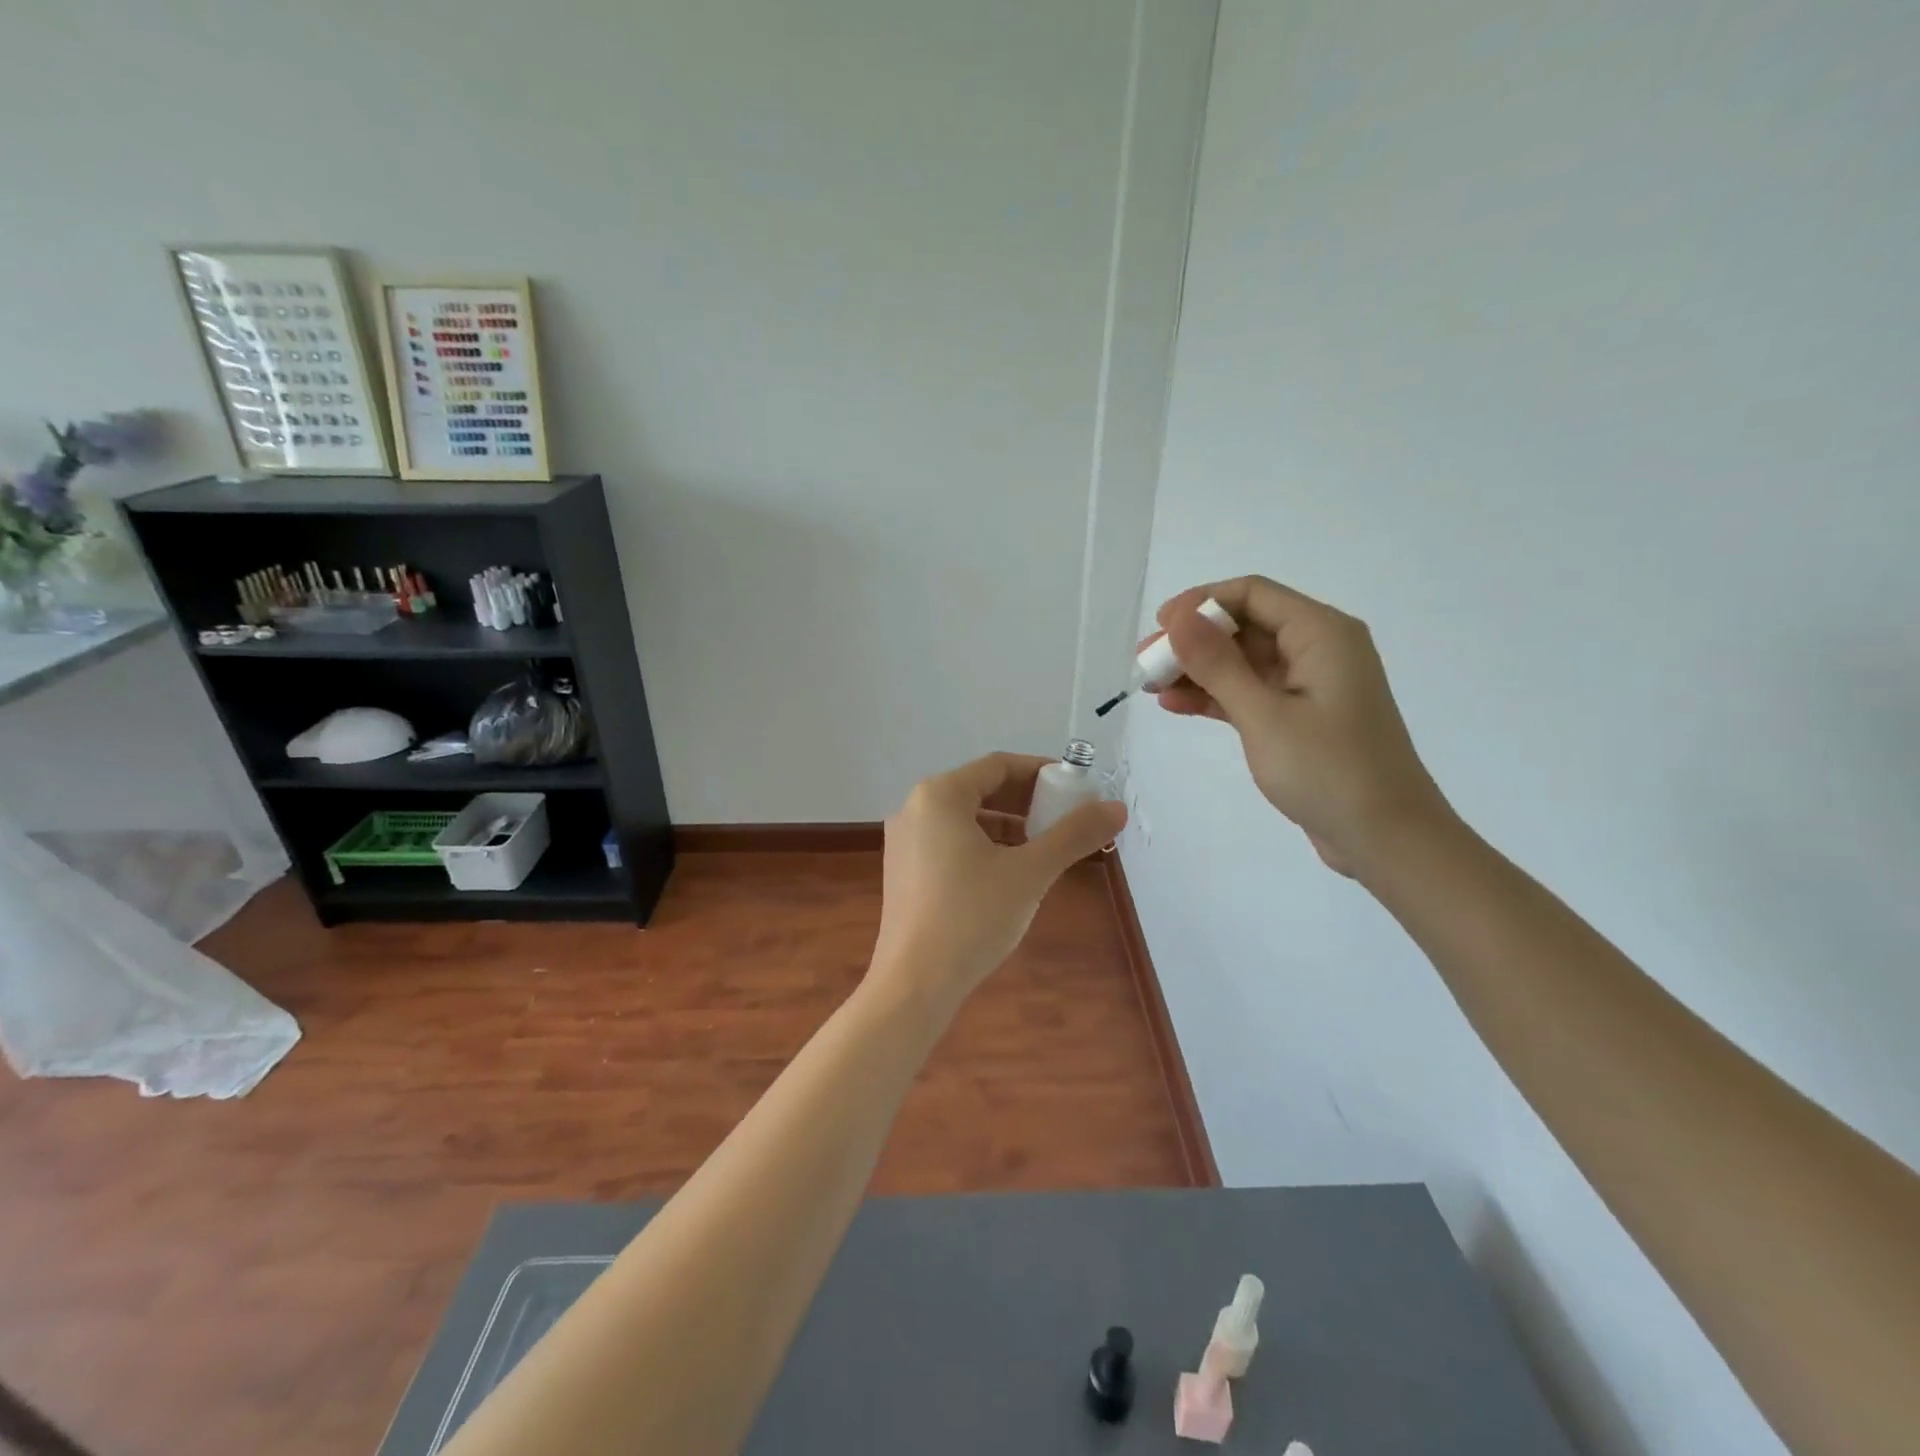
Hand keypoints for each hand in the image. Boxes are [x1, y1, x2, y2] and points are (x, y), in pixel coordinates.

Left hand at [871, 752, 1126, 1007]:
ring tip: (1042, 848)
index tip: (1075, 789)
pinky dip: (982, 846)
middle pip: (980, 789)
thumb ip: (1074, 834)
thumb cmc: (972, 917)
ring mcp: (904, 840)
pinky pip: (949, 841)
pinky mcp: (903, 870)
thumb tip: (1116, 807)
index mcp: (939, 795)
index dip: (1041, 772)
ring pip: (965, 818)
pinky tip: (1008, 873)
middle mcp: (914, 808)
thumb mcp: (1030, 872)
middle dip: (1026, 801)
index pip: (998, 766)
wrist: (914, 984)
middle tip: (1064, 820)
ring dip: (1007, 825)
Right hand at [1149, 577, 1450, 873]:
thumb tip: (1178, 617)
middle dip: (1192, 640)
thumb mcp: (1264, 715)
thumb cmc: (1329, 770)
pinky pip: (1250, 692)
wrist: (1385, 839)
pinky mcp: (1300, 718)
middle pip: (1244, 626)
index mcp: (1321, 633)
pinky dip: (1215, 696)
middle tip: (1145, 661)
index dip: (1201, 602)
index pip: (1252, 594)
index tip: (1159, 627)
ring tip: (1149, 684)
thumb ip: (1218, 664)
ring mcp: (1309, 685)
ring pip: (1243, 661)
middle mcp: (1318, 649)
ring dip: (1197, 670)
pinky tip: (1175, 704)